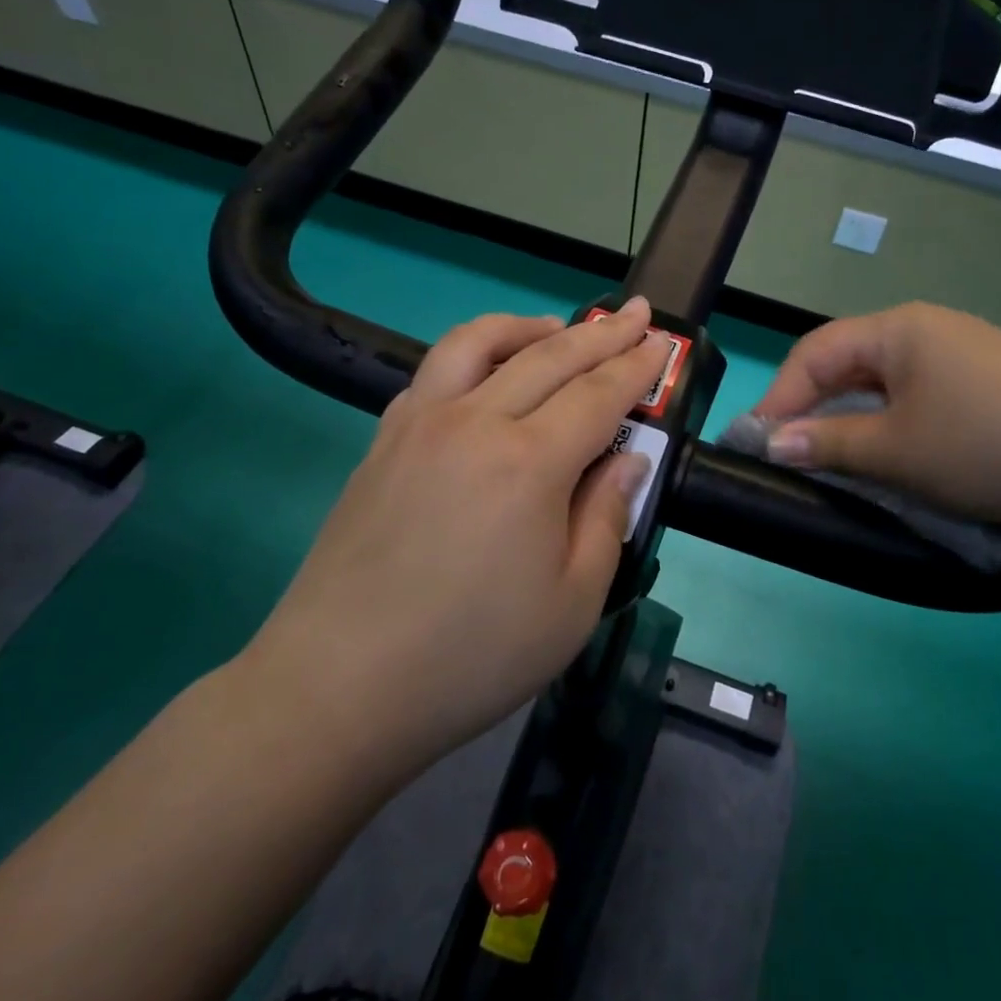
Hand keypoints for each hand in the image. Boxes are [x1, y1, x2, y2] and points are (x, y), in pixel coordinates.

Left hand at [242, 301, 670, 768]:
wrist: (339, 687)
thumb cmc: (472, 656)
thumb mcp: (573, 603)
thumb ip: (606, 517)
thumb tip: (627, 459)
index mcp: (529, 462)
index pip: (598, 394)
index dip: (637, 366)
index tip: (662, 341)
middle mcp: (474, 423)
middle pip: (549, 356)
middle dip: (601, 332)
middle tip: (636, 313)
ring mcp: (419, 425)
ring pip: (478, 343)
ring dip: (528, 327)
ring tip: (557, 327)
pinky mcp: (383, 442)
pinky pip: (433, 373)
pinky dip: (472, 354)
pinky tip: (485, 374)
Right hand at [753, 302, 1000, 525]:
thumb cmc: (988, 446)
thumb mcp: (897, 451)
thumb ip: (829, 444)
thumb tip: (773, 443)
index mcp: (899, 328)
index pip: (816, 353)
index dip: (780, 397)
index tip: (756, 443)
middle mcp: (926, 327)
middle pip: (847, 360)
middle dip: (810, 404)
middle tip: (786, 450)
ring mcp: (960, 351)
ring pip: (881, 380)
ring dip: (848, 415)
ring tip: (827, 453)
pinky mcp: (985, 380)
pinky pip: (915, 392)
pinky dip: (886, 419)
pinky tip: (885, 449)